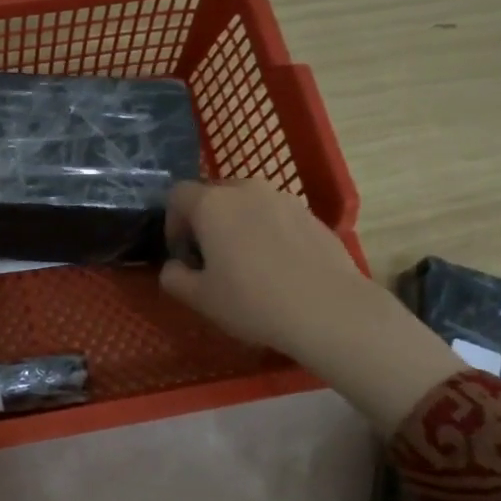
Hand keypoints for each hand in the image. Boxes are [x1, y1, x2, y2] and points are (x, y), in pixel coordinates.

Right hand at [160, 179, 365, 357]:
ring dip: (237, 225)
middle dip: (205, 222)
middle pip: (213, 195)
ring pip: (247, 204)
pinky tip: (278, 268)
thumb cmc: (252, 301)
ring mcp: (284, 199)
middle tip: (211, 259)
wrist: (329, 310)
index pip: (177, 195)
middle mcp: (246, 190)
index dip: (172, 223)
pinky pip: (275, 217)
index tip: (182, 253)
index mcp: (212, 204)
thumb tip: (175, 267)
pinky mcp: (311, 215)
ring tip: (246, 263)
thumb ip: (174, 277)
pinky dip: (267, 233)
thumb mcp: (199, 298)